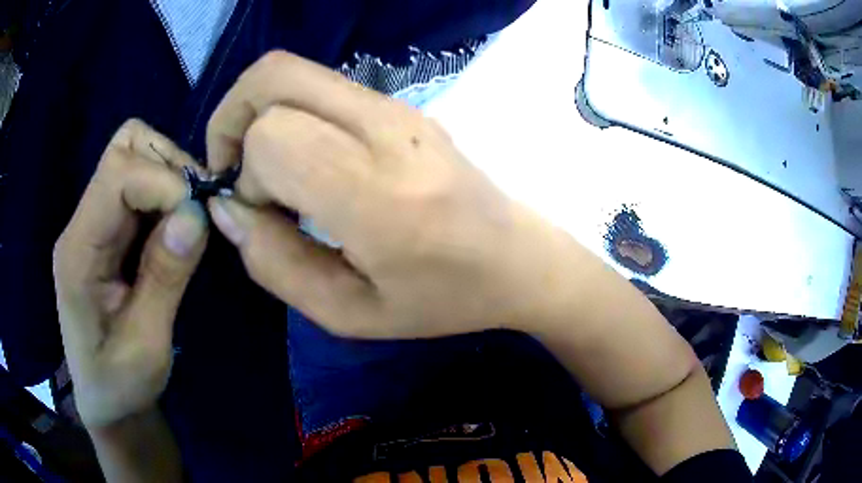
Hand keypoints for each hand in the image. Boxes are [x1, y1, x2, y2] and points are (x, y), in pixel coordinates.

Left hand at [53, 120, 208, 429]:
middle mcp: (82, 223)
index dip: (164, 182)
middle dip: (170, 166)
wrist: (105, 399)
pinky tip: (179, 229)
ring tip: (192, 220)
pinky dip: (168, 193)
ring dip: (171, 176)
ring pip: (135, 155)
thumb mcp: (146, 345)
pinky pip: (140, 185)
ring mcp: (94, 223)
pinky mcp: (108, 230)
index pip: (118, 173)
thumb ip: (164, 277)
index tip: (200, 218)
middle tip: (198, 210)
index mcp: (79, 251)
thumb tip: (196, 213)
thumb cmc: (120, 384)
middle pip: (125, 147)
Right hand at [204, 51, 576, 338]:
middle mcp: (386, 129)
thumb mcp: (349, 313)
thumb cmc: (442, 299)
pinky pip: (319, 85)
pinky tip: (305, 159)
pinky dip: (288, 111)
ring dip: (259, 113)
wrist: (517, 259)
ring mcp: (397, 106)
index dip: (245, 174)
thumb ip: (275, 263)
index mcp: (378, 194)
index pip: (272, 136)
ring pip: (292, 71)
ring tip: (269, 170)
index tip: (261, 214)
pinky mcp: (402, 103)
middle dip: (233, 119)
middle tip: (237, 172)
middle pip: (273, 75)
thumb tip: (227, 208)